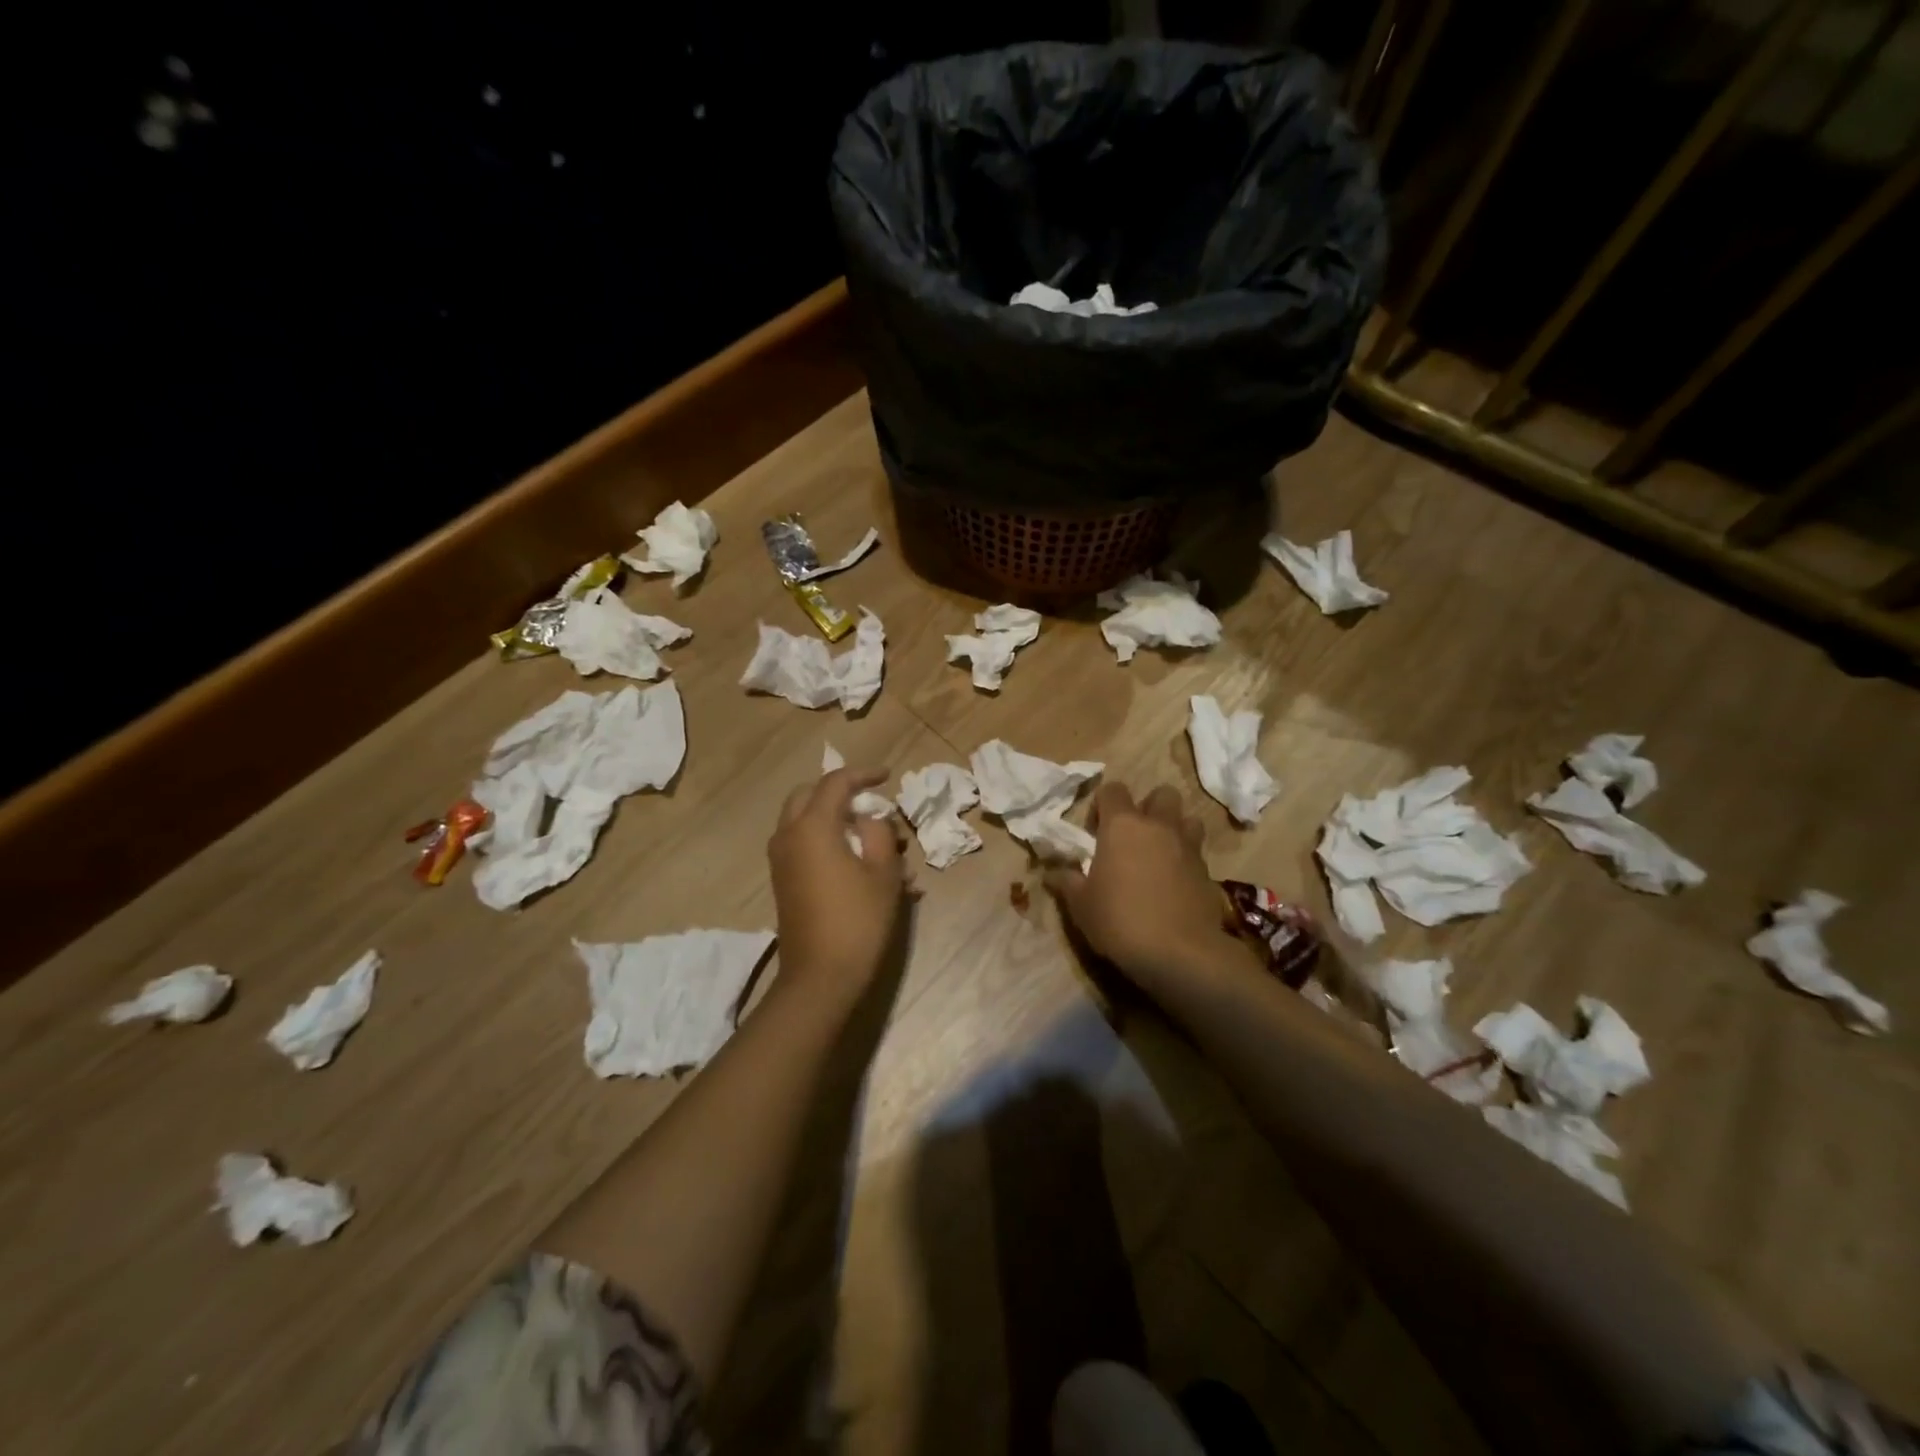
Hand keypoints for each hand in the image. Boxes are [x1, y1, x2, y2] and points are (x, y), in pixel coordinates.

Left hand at [769, 767, 907, 1010]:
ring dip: (833, 818)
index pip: (835, 783)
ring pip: (803, 820)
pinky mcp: (783, 880)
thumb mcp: (883, 872)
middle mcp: (789, 835)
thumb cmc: (857, 920)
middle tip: (868, 801)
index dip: (863, 774)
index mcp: (812, 826)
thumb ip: (879, 832)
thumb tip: (869, 818)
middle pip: (808, 795)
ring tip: (871, 837)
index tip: (887, 775)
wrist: (819, 977)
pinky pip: (802, 844)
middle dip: (839, 792)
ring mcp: (781, 859)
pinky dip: (826, 839)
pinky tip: (859, 863)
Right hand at [1044, 783, 1232, 995]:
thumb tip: (1052, 872)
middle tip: (1133, 838)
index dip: (1102, 805)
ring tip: (1159, 856)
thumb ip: (1067, 882)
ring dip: (1174, 830)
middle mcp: (1159, 826)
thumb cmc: (1120, 920)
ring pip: (1188, 819)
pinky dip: (1186, 862)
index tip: (1095, 832)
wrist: (1180, 953)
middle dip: (1149, 808)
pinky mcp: (1209, 872)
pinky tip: (1174, 886)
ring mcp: (1189, 847)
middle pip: (1161, 794)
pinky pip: (1197, 854)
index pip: (1113, 789)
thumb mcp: (1081, 905)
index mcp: (1123, 825)